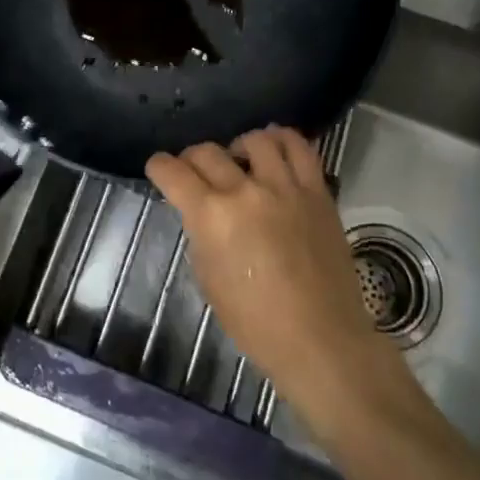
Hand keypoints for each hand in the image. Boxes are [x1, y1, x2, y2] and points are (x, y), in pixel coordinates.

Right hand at [148, 127, 403, 415]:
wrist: (320, 340)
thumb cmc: (256, 323)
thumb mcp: (208, 280)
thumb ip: (201, 234)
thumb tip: (201, 212)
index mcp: (211, 216)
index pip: (172, 171)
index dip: (158, 167)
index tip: (159, 170)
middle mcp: (245, 191)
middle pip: (207, 151)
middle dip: (191, 159)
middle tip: (194, 174)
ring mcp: (285, 187)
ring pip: (255, 139)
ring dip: (237, 147)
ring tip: (239, 162)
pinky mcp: (317, 191)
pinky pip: (300, 147)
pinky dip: (282, 140)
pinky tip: (273, 150)